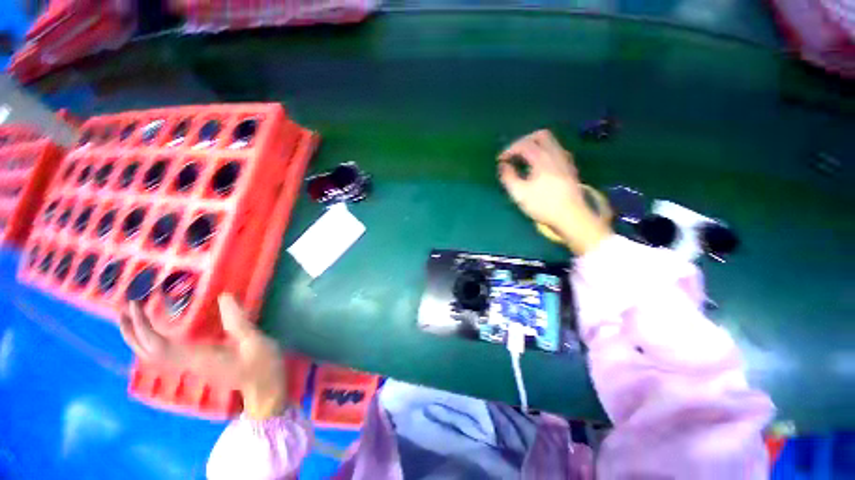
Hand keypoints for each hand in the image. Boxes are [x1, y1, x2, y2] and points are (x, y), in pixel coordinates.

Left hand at [119, 294, 287, 419]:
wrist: (264, 390)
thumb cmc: (262, 365)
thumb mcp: (255, 342)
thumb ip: (239, 321)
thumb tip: (224, 296)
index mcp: (199, 357)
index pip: (159, 345)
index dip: (144, 326)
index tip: (135, 304)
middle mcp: (188, 363)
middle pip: (148, 352)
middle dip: (132, 332)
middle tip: (123, 308)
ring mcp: (191, 366)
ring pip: (153, 355)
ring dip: (139, 337)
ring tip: (133, 317)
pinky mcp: (196, 365)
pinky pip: (164, 355)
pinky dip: (153, 342)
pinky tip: (158, 333)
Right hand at [498, 130, 611, 254]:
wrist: (571, 216)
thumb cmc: (543, 205)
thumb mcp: (519, 194)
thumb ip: (508, 177)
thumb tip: (503, 166)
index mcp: (542, 159)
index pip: (524, 144)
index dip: (509, 149)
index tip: (500, 160)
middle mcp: (556, 154)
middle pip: (541, 135)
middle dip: (524, 141)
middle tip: (514, 154)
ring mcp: (565, 160)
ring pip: (550, 142)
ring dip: (535, 146)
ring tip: (524, 160)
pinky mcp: (569, 168)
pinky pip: (556, 151)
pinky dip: (544, 153)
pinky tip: (538, 167)